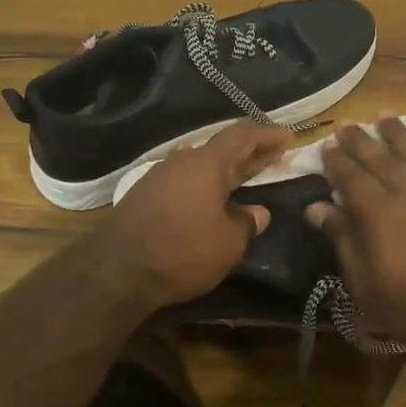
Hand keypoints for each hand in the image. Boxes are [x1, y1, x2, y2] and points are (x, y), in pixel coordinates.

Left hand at [83, 122, 293, 309]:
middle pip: (221, 149)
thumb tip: (257, 213)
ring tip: (246, 175)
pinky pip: (185, 181)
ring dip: (226, 170)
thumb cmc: (182, 250)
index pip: (242, 136)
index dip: (267, 135)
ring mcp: (160, 178)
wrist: (117, 271)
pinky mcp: (145, 197)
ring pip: (201, 165)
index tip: (289, 139)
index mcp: (206, 163)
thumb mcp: (227, 243)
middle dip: (250, 153)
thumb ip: (246, 223)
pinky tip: (211, 196)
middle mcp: (182, 162)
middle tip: (275, 156)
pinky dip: (206, 185)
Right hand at [308, 117, 405, 355]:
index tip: (326, 145)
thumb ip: (343, 241)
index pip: (351, 178)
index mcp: (379, 213)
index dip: (336, 161)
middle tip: (348, 124)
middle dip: (361, 141)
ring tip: (386, 114)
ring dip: (401, 133)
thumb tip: (316, 207)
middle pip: (380, 159)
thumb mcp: (367, 286)